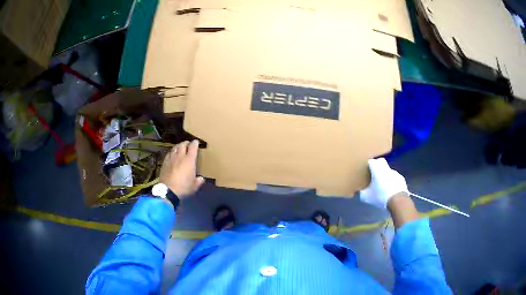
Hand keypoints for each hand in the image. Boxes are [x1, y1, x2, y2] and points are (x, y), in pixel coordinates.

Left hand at [159, 140, 204, 198]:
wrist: (168, 191)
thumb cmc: (183, 187)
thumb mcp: (194, 186)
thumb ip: (199, 181)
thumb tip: (201, 178)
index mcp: (189, 160)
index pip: (193, 147)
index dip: (195, 143)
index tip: (196, 142)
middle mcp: (180, 156)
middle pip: (183, 145)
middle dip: (186, 143)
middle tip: (188, 144)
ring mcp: (171, 158)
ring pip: (175, 148)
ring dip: (178, 146)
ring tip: (180, 147)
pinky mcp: (164, 162)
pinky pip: (169, 153)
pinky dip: (172, 152)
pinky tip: (172, 154)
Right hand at [359, 158, 407, 208]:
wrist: (398, 200)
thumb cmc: (380, 196)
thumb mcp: (367, 197)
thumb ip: (362, 192)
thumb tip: (361, 191)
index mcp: (377, 169)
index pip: (371, 161)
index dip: (368, 165)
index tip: (366, 171)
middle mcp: (386, 168)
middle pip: (381, 161)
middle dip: (377, 165)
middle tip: (374, 174)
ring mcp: (395, 172)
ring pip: (388, 170)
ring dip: (385, 175)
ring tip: (383, 185)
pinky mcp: (401, 178)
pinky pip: (394, 177)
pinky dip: (392, 181)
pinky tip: (390, 189)